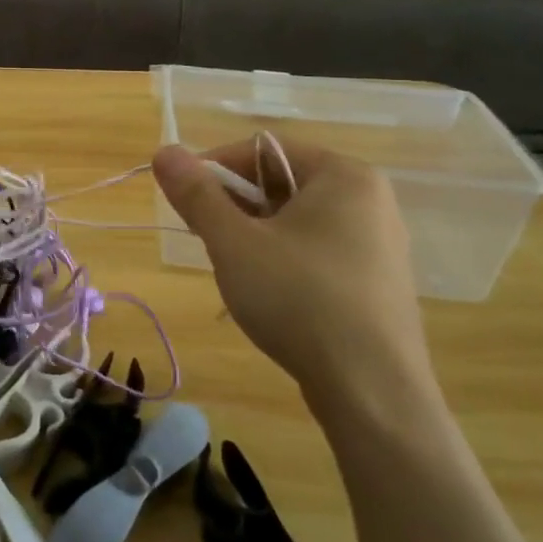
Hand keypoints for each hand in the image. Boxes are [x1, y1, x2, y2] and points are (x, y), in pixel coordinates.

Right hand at [152, 136, 444, 435]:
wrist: (371, 390)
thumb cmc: (298, 299)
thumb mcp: (234, 243)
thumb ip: (196, 194)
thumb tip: (163, 151)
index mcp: (343, 175)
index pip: (264, 150)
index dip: (215, 168)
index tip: (184, 199)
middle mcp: (370, 199)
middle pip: (282, 183)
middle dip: (236, 206)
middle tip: (206, 238)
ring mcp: (380, 243)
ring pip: (299, 221)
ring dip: (256, 235)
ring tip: (235, 270)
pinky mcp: (378, 282)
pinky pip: (319, 251)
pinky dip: (285, 260)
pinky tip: (270, 295)